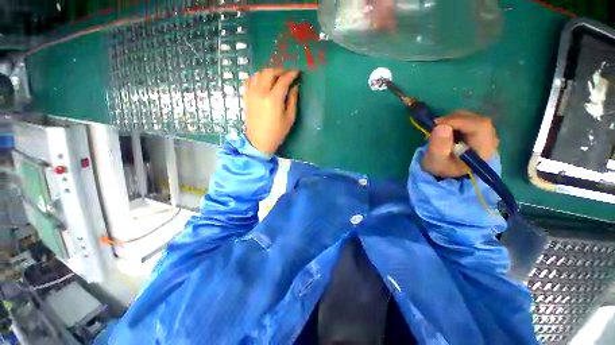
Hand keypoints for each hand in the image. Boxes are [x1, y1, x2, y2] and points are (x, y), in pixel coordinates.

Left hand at [244, 68, 299, 154]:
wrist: (259, 141)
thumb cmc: (277, 132)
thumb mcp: (289, 118)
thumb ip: (293, 100)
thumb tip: (295, 87)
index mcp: (273, 99)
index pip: (283, 80)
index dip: (291, 74)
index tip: (297, 72)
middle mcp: (261, 92)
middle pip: (270, 72)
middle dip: (280, 70)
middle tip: (287, 74)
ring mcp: (251, 93)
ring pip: (259, 73)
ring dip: (269, 72)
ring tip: (276, 77)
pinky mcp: (246, 96)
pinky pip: (250, 80)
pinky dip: (257, 76)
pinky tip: (263, 80)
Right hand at [421, 110, 498, 177]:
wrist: (446, 171)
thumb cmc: (441, 167)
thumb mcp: (436, 161)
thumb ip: (438, 146)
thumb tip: (441, 127)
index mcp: (484, 150)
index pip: (480, 126)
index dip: (459, 121)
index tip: (438, 124)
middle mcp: (490, 140)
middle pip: (477, 120)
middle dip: (454, 120)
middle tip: (435, 125)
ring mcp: (486, 134)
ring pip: (472, 118)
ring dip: (453, 120)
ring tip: (438, 129)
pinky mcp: (479, 131)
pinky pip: (469, 119)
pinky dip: (455, 121)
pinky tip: (445, 129)